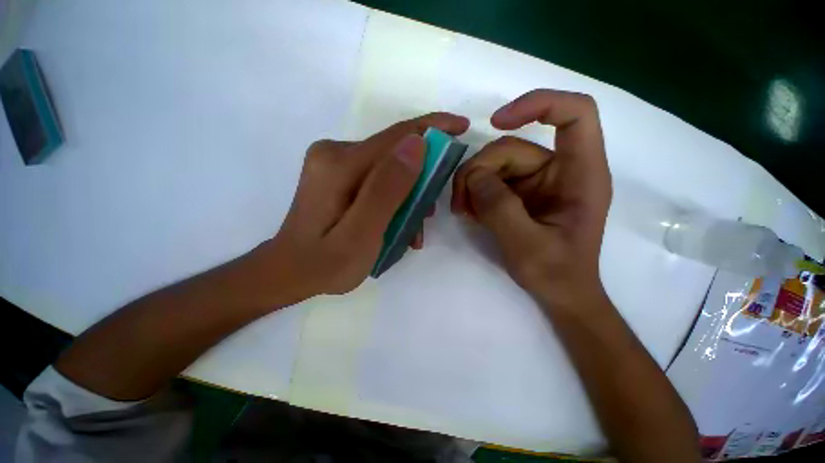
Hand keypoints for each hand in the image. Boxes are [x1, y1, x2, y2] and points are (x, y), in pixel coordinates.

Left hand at [259, 113, 469, 302]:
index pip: (397, 136)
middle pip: (394, 154)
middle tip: (429, 212)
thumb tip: (417, 144)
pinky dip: (393, 198)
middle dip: (421, 178)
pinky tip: (396, 224)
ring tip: (414, 229)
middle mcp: (336, 153)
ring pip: (389, 169)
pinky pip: (378, 179)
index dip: (433, 128)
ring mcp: (335, 163)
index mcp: (340, 164)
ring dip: (408, 195)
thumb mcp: (363, 233)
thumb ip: (388, 189)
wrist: (291, 273)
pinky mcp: (338, 176)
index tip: (462, 127)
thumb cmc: (326, 263)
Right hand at [452, 90, 610, 307]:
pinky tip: (470, 212)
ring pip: (496, 164)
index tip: (497, 122)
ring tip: (463, 211)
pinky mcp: (520, 193)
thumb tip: (475, 177)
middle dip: (479, 171)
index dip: (538, 104)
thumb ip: (500, 209)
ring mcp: (536, 182)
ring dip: (472, 184)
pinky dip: (476, 193)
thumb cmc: (556, 274)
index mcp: (580, 175)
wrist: (559, 293)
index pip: (574, 114)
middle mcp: (559, 171)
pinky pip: (491, 181)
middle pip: (512, 148)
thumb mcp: (527, 246)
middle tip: (461, 203)